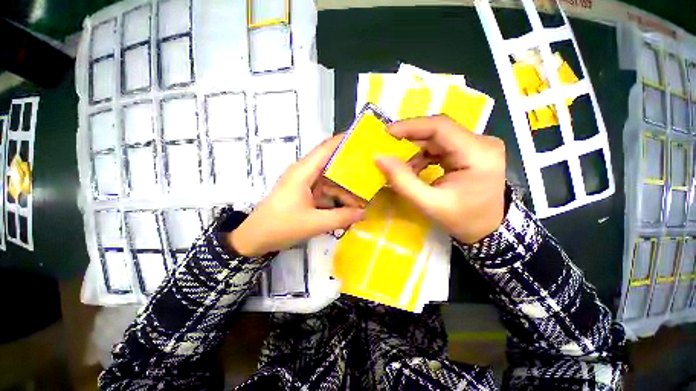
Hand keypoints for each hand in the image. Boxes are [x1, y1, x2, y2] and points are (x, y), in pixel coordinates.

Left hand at [228, 135, 364, 256]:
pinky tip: (348, 203)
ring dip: (344, 185)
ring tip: (364, 191)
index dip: (344, 141)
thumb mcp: (314, 223)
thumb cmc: (280, 226)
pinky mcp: (304, 193)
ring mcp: (304, 183)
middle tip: (371, 169)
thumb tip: (364, 213)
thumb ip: (341, 218)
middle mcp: (304, 172)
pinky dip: (336, 195)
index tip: (364, 138)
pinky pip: (324, 190)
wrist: (254, 238)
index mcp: (303, 171)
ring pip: (329, 178)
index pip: (326, 148)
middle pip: (331, 163)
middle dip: (350, 166)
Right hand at [375, 116, 505, 243]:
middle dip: (409, 139)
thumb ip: (403, 181)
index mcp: (478, 154)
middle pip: (438, 131)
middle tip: (387, 148)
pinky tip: (413, 168)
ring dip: (415, 149)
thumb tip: (379, 158)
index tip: (387, 132)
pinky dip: (422, 155)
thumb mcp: (429, 204)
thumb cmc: (462, 219)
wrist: (488, 228)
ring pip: (437, 138)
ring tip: (400, 165)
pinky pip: (440, 145)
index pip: (441, 127)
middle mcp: (481, 142)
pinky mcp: (469, 150)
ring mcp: (477, 145)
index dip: (411, 126)